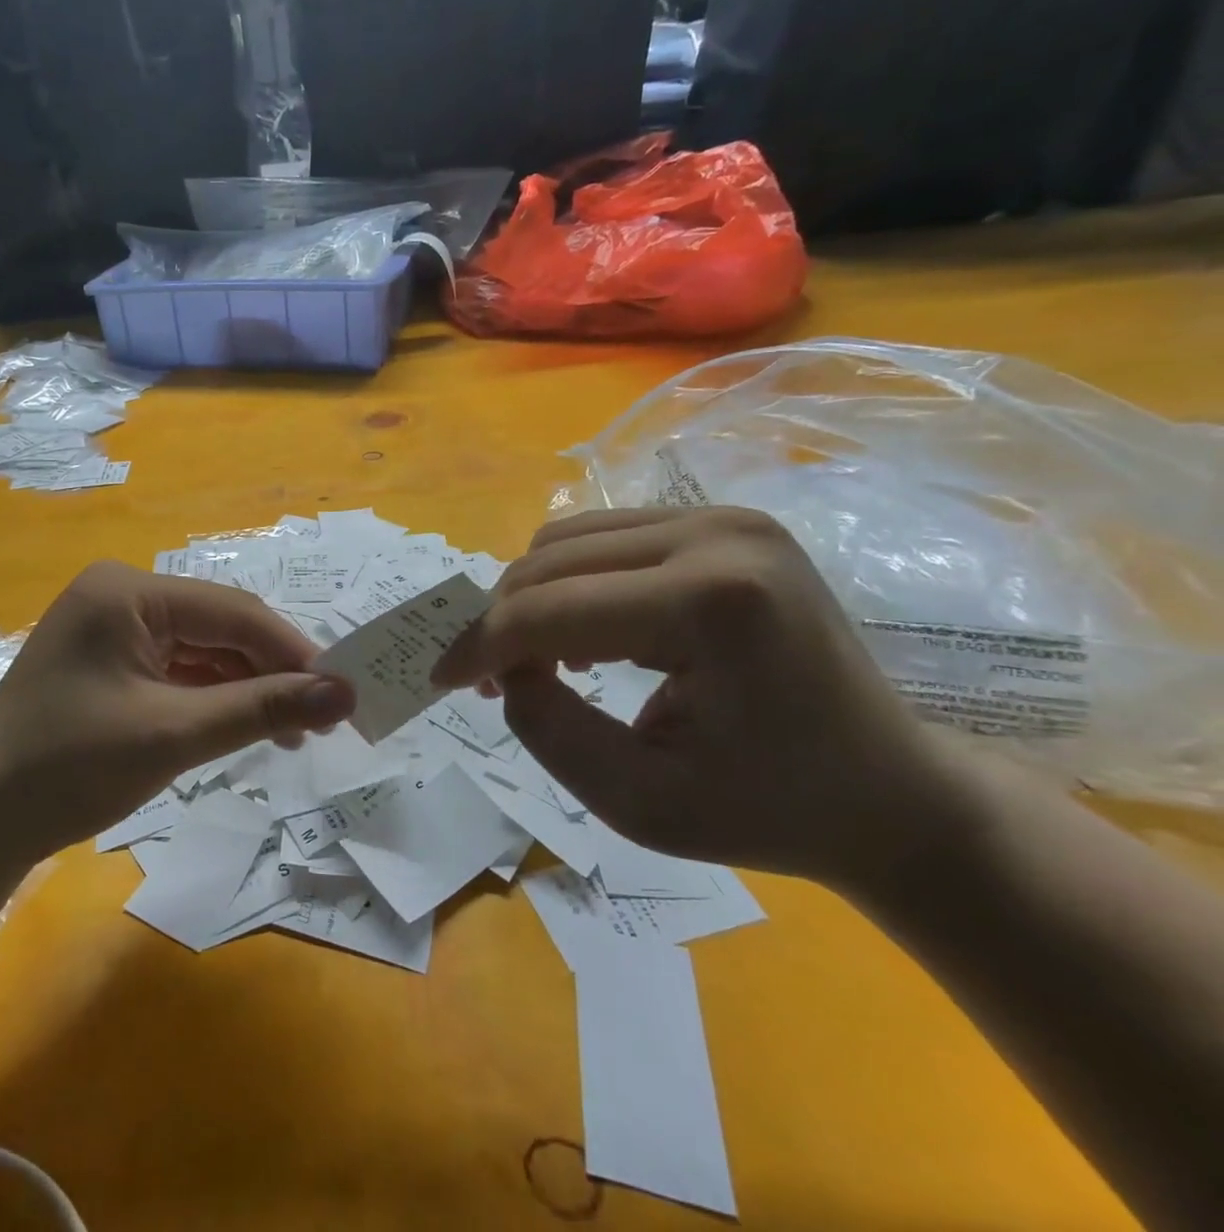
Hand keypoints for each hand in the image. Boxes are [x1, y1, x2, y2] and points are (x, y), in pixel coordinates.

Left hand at [0, 562, 354, 887]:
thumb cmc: (69, 769)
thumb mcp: (174, 735)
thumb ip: (261, 708)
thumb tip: (344, 694)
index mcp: (128, 591)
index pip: (232, 611)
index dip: (292, 651)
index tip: (343, 690)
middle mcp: (120, 595)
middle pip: (217, 627)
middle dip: (270, 671)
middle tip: (322, 718)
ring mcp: (111, 627)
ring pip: (201, 650)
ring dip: (245, 688)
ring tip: (293, 732)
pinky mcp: (108, 661)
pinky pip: (176, 669)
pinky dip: (212, 697)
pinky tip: (246, 726)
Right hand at [432, 508, 961, 888]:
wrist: (891, 792)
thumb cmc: (770, 812)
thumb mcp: (638, 804)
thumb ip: (545, 730)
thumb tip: (502, 667)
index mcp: (711, 603)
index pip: (549, 610)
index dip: (479, 646)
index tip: (439, 684)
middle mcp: (716, 533)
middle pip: (549, 562)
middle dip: (500, 622)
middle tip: (489, 682)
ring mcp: (724, 517)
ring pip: (566, 539)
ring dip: (531, 599)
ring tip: (538, 660)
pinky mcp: (722, 521)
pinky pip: (602, 537)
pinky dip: (569, 583)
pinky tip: (585, 633)